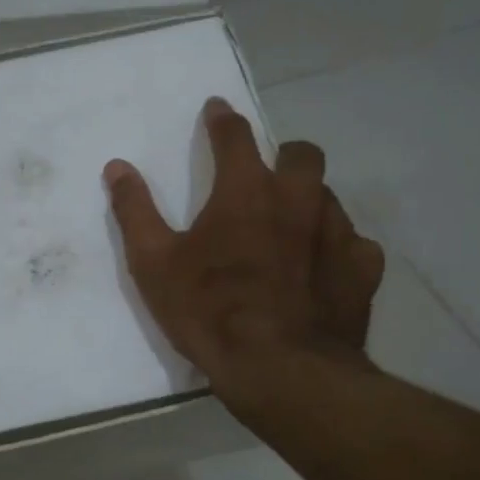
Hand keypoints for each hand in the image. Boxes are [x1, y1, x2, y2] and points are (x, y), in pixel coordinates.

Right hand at [103, 96, 383, 409]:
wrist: (279, 370)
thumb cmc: (209, 311)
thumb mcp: (154, 263)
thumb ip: (135, 210)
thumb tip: (117, 167)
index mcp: (246, 191)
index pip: (235, 136)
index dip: (223, 119)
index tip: (217, 109)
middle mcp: (298, 200)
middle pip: (301, 155)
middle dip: (283, 155)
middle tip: (266, 176)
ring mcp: (338, 233)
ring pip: (329, 198)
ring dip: (309, 202)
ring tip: (291, 229)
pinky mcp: (362, 270)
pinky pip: (356, 244)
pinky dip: (339, 248)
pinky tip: (325, 268)